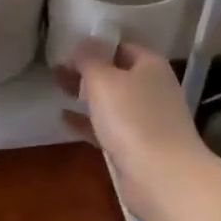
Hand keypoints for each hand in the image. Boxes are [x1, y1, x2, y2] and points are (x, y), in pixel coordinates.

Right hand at [57, 39, 213, 220]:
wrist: (163, 178)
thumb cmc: (133, 119)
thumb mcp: (104, 80)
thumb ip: (89, 59)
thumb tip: (84, 42)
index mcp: (150, 65)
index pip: (121, 44)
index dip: (94, 43)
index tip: (66, 45)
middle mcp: (153, 87)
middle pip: (116, 72)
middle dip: (87, 70)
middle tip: (56, 69)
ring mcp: (148, 118)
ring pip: (112, 100)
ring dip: (86, 95)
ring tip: (58, 88)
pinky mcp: (139, 146)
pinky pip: (109, 126)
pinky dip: (88, 121)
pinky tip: (64, 119)